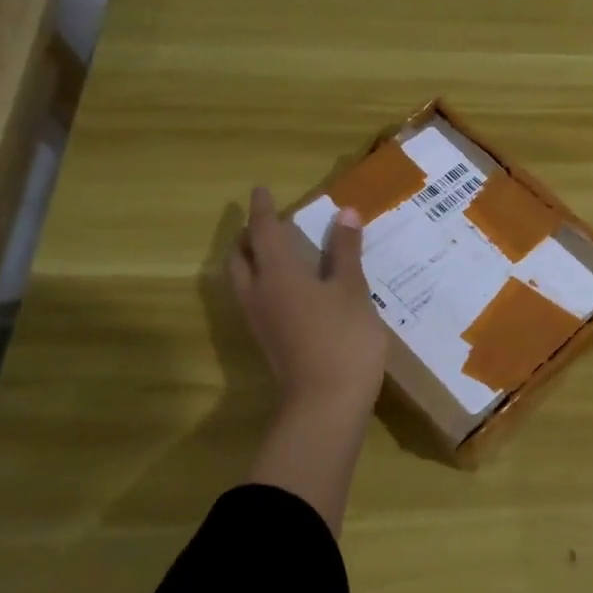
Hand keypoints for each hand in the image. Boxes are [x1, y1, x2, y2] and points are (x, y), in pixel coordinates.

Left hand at [230, 187, 387, 422]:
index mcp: (278, 273)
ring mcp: (259, 319)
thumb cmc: (344, 338)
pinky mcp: (268, 340)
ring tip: (274, 251)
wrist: (326, 402)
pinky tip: (287, 287)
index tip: (260, 190)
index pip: (263, 231)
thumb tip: (344, 213)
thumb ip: (346, 251)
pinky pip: (254, 298)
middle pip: (241, 255)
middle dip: (248, 235)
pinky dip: (262, 280)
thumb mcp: (352, 289)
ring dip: (251, 258)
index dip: (262, 209)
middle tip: (264, 222)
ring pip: (243, 279)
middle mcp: (259, 292)